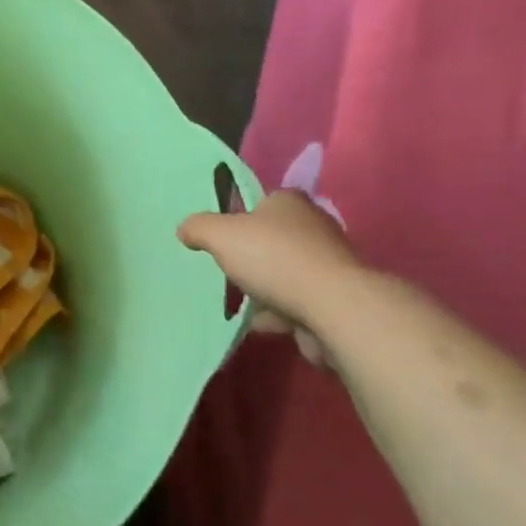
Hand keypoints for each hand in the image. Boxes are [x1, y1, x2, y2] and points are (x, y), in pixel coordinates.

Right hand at [179, 191, 363, 365]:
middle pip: (278, 239)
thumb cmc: (273, 259)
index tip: (228, 237)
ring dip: (270, 289)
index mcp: (290, 202)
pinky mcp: (340, 298)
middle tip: (234, 271)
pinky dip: (285, 313)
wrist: (333, 307)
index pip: (266, 201)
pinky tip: (267, 325)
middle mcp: (316, 226)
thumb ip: (198, 228)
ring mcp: (331, 264)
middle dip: (257, 257)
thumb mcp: (220, 235)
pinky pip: (303, 302)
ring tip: (248, 305)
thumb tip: (185, 230)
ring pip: (290, 273)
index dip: (245, 217)